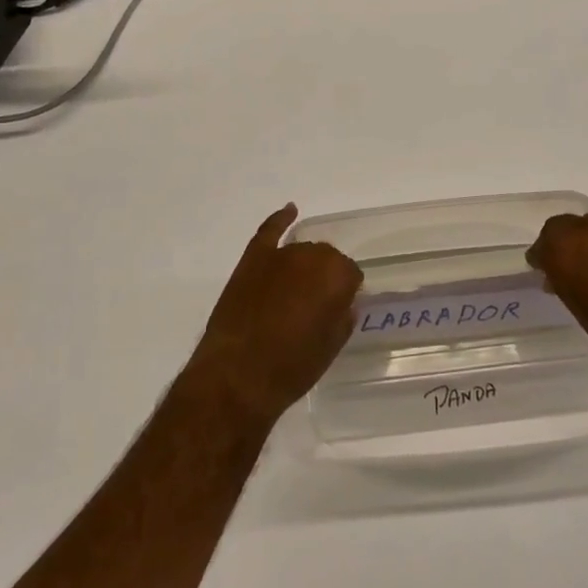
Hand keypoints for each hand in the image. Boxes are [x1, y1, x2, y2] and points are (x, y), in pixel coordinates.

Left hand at [186, 204, 361, 423]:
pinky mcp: (252, 259)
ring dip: (304, 265)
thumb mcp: (330, 347)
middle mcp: (312, 256)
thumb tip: (343, 303)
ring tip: (298, 289)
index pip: (351, 275)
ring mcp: (280, 254)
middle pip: (326, 259)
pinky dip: (280, 219)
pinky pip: (270, 231)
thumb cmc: (291, 367)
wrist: (237, 376)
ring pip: (302, 250)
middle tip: (317, 306)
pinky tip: (290, 210)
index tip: (338, 310)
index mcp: (337, 276)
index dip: (345, 293)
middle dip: (325, 278)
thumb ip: (343, 317)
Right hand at [526, 168, 587, 383]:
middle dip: (562, 245)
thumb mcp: (587, 317)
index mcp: (563, 257)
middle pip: (563, 227)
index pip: (542, 247)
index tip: (546, 271)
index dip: (543, 259)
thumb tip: (559, 275)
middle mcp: (584, 232)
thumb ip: (569, 288)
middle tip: (571, 267)